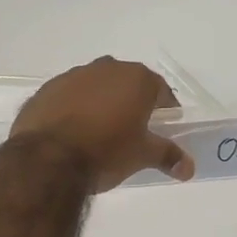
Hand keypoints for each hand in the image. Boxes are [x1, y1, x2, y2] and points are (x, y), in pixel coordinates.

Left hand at [9, 57, 194, 192]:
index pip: (160, 90)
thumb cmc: (106, 151)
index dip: (165, 109)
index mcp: (136, 78)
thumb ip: (168, 155)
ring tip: (99, 133)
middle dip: (131, 103)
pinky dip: (73, 109)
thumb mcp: (142, 155)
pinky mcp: (47, 89)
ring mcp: (73, 75)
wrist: (47, 158)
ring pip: (95, 87)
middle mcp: (106, 68)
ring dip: (100, 103)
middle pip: (126, 84)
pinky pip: (68, 96)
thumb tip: (189, 167)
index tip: (163, 127)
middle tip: (132, 131)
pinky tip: (71, 132)